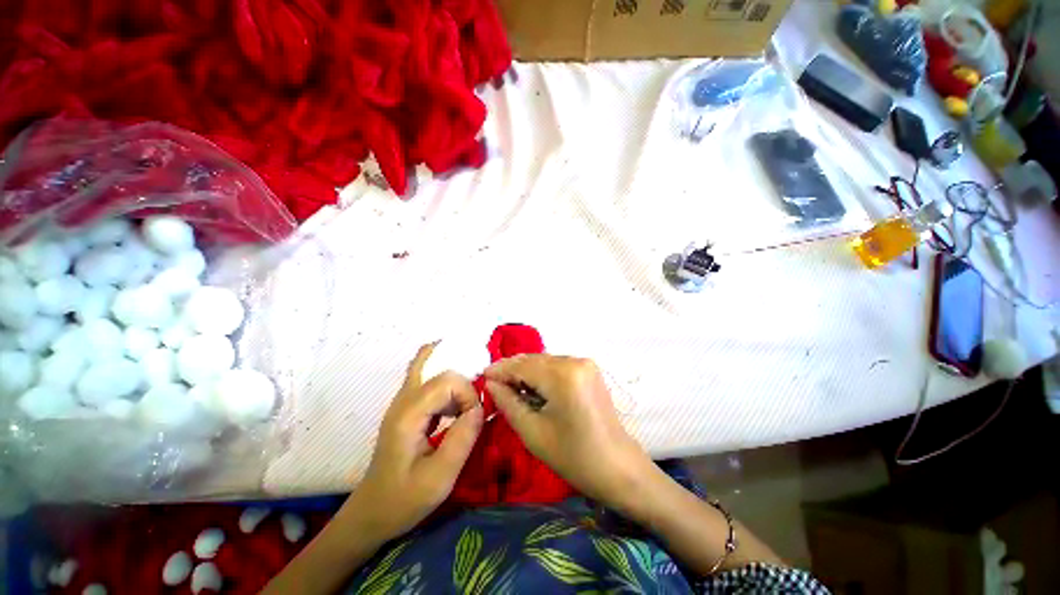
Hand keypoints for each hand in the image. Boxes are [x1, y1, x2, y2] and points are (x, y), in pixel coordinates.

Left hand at [352, 343, 483, 541]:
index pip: (448, 381)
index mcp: (409, 415)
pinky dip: (446, 384)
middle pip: (440, 369)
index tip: (473, 421)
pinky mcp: (407, 408)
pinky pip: (427, 380)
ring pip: (430, 368)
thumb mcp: (439, 478)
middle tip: (471, 412)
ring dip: (454, 382)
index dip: (468, 394)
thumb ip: (462, 440)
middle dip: (463, 386)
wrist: (371, 513)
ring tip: (465, 408)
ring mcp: (402, 402)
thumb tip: (480, 409)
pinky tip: (454, 406)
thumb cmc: (403, 500)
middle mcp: (403, 400)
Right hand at [484, 355, 652, 511]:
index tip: (482, 376)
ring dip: (527, 371)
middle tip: (493, 382)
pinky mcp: (590, 370)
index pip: (522, 366)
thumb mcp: (533, 432)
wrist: (618, 467)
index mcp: (563, 375)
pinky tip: (532, 386)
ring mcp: (585, 363)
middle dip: (512, 369)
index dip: (500, 370)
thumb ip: (509, 402)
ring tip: (509, 386)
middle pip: (534, 360)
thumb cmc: (574, 456)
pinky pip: (558, 366)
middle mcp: (575, 360)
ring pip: (545, 361)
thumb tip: (491, 383)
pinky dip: (542, 374)